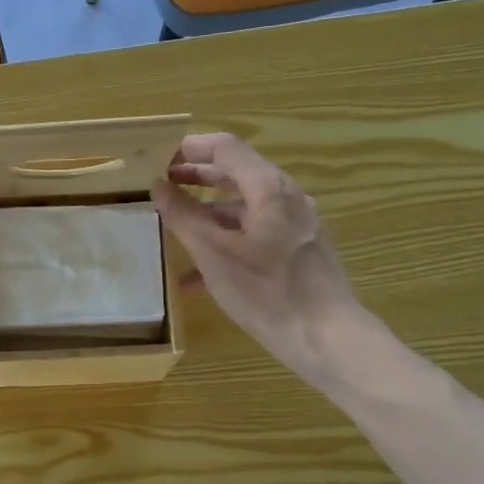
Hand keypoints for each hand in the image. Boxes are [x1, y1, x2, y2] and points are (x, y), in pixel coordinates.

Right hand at [150, 132, 367, 378]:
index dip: (190, 147)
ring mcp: (297, 224)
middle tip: (162, 183)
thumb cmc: (265, 291)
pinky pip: (256, 234)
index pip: (225, 148)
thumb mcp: (213, 253)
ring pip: (245, 208)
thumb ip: (183, 216)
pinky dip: (227, 242)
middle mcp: (287, 197)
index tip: (158, 156)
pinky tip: (198, 277)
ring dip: (208, 215)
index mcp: (268, 188)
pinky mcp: (299, 250)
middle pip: (236, 174)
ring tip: (176, 229)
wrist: (325, 336)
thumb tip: (159, 186)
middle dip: (197, 178)